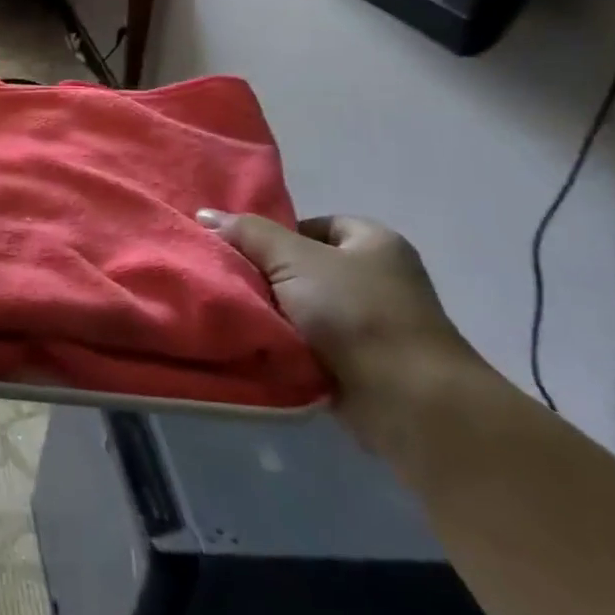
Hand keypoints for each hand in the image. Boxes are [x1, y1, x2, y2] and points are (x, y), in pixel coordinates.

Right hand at [197, 210, 483, 451]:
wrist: (409, 401)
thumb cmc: (356, 313)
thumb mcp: (293, 259)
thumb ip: (248, 233)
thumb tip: (205, 214)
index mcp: (374, 242)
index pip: (314, 225)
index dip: (276, 235)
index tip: (243, 252)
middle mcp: (379, 278)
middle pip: (305, 267)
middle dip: (269, 276)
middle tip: (232, 281)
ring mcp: (374, 324)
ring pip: (305, 308)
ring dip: (276, 314)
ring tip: (239, 313)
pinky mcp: (364, 364)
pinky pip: (313, 343)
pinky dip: (289, 344)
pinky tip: (261, 343)